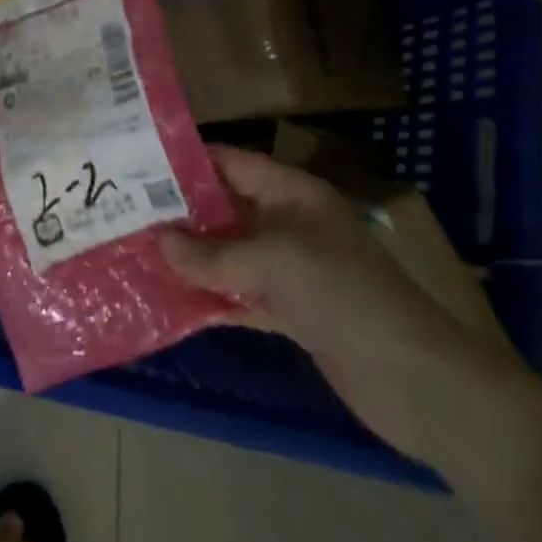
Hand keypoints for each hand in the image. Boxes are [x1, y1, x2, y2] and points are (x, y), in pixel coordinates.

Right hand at [160, 146, 527, 456]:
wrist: (415, 381)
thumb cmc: (344, 294)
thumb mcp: (276, 262)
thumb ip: (215, 255)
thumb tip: (159, 242)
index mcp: (292, 193)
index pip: (232, 162)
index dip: (189, 160)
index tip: (139, 162)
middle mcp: (288, 222)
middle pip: (226, 208)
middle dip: (181, 212)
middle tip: (126, 212)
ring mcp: (290, 269)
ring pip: (230, 253)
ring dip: (192, 257)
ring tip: (138, 252)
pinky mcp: (291, 312)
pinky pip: (241, 294)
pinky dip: (212, 296)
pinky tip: (171, 300)